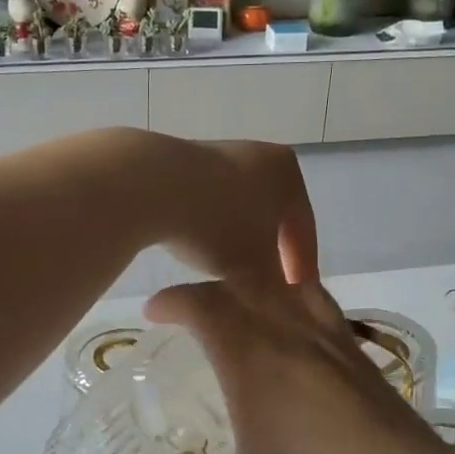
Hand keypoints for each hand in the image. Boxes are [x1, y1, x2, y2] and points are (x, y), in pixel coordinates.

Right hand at [139, 278, 454, 453]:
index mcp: (258, 363)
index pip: (209, 305)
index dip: (176, 300)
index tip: (155, 313)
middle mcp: (301, 341)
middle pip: (253, 286)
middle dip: (214, 289)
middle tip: (192, 314)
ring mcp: (345, 352)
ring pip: (298, 292)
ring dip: (263, 291)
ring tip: (245, 318)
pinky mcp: (376, 371)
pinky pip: (328, 317)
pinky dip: (300, 312)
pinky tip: (300, 354)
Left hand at [145, 136, 318, 285]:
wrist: (150, 186)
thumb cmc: (217, 226)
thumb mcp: (257, 270)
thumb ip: (277, 287)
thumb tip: (283, 300)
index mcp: (287, 172)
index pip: (304, 227)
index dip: (302, 266)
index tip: (295, 295)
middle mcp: (257, 154)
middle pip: (270, 215)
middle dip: (267, 252)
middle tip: (263, 284)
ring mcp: (216, 152)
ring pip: (236, 207)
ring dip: (235, 239)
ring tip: (224, 271)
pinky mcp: (180, 159)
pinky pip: (205, 200)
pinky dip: (206, 225)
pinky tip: (193, 246)